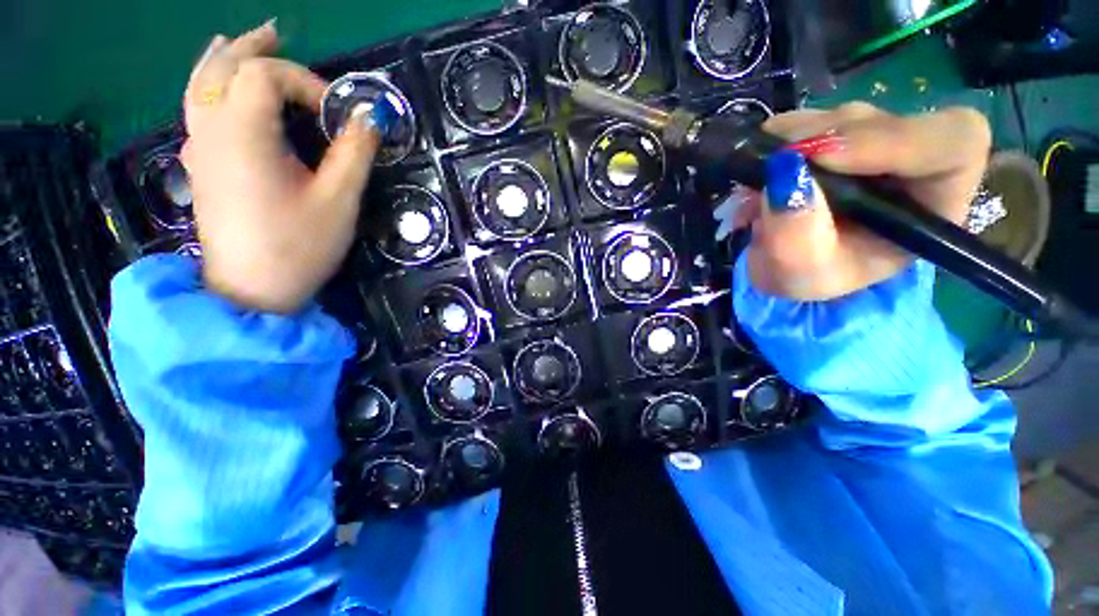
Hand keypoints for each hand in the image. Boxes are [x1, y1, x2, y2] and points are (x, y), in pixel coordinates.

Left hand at [181, 20, 382, 312]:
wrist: (251, 290)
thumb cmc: (299, 246)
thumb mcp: (339, 201)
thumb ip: (354, 154)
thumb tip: (369, 117)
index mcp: (243, 134)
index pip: (264, 75)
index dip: (305, 81)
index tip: (338, 114)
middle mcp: (211, 130)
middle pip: (224, 67)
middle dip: (256, 49)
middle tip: (278, 33)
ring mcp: (199, 148)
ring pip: (201, 84)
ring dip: (224, 58)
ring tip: (241, 41)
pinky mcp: (200, 166)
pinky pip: (197, 108)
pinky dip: (209, 84)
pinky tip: (218, 85)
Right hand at [734, 103, 990, 300]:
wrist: (785, 268)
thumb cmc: (809, 276)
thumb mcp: (802, 271)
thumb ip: (796, 233)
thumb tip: (783, 173)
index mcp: (934, 201)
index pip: (951, 142)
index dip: (892, 138)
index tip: (821, 157)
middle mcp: (911, 160)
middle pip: (884, 122)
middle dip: (823, 142)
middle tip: (771, 168)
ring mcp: (870, 141)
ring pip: (839, 116)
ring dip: (789, 145)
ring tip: (757, 190)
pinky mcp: (832, 133)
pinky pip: (803, 120)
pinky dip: (772, 143)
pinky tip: (757, 175)